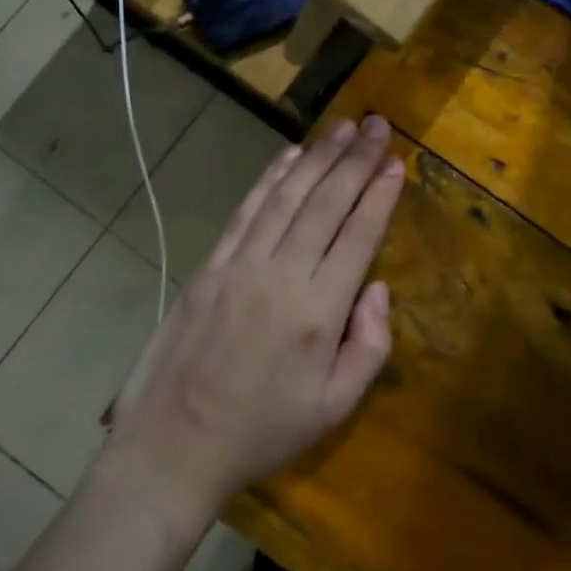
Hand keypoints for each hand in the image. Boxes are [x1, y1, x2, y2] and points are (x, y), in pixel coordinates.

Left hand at [100, 115, 404, 531]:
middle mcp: (282, 274)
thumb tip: (378, 288)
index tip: (396, 162)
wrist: (173, 445)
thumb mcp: (334, 408)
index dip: (379, 194)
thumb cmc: (262, 432)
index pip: (358, 235)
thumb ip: (369, 346)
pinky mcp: (211, 265)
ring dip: (317, 157)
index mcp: (319, 311)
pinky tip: (289, 156)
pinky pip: (247, 210)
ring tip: (343, 126)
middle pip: (326, 203)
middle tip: (378, 124)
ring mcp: (241, 264)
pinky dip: (270, 178)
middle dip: (355, 159)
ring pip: (287, 196)